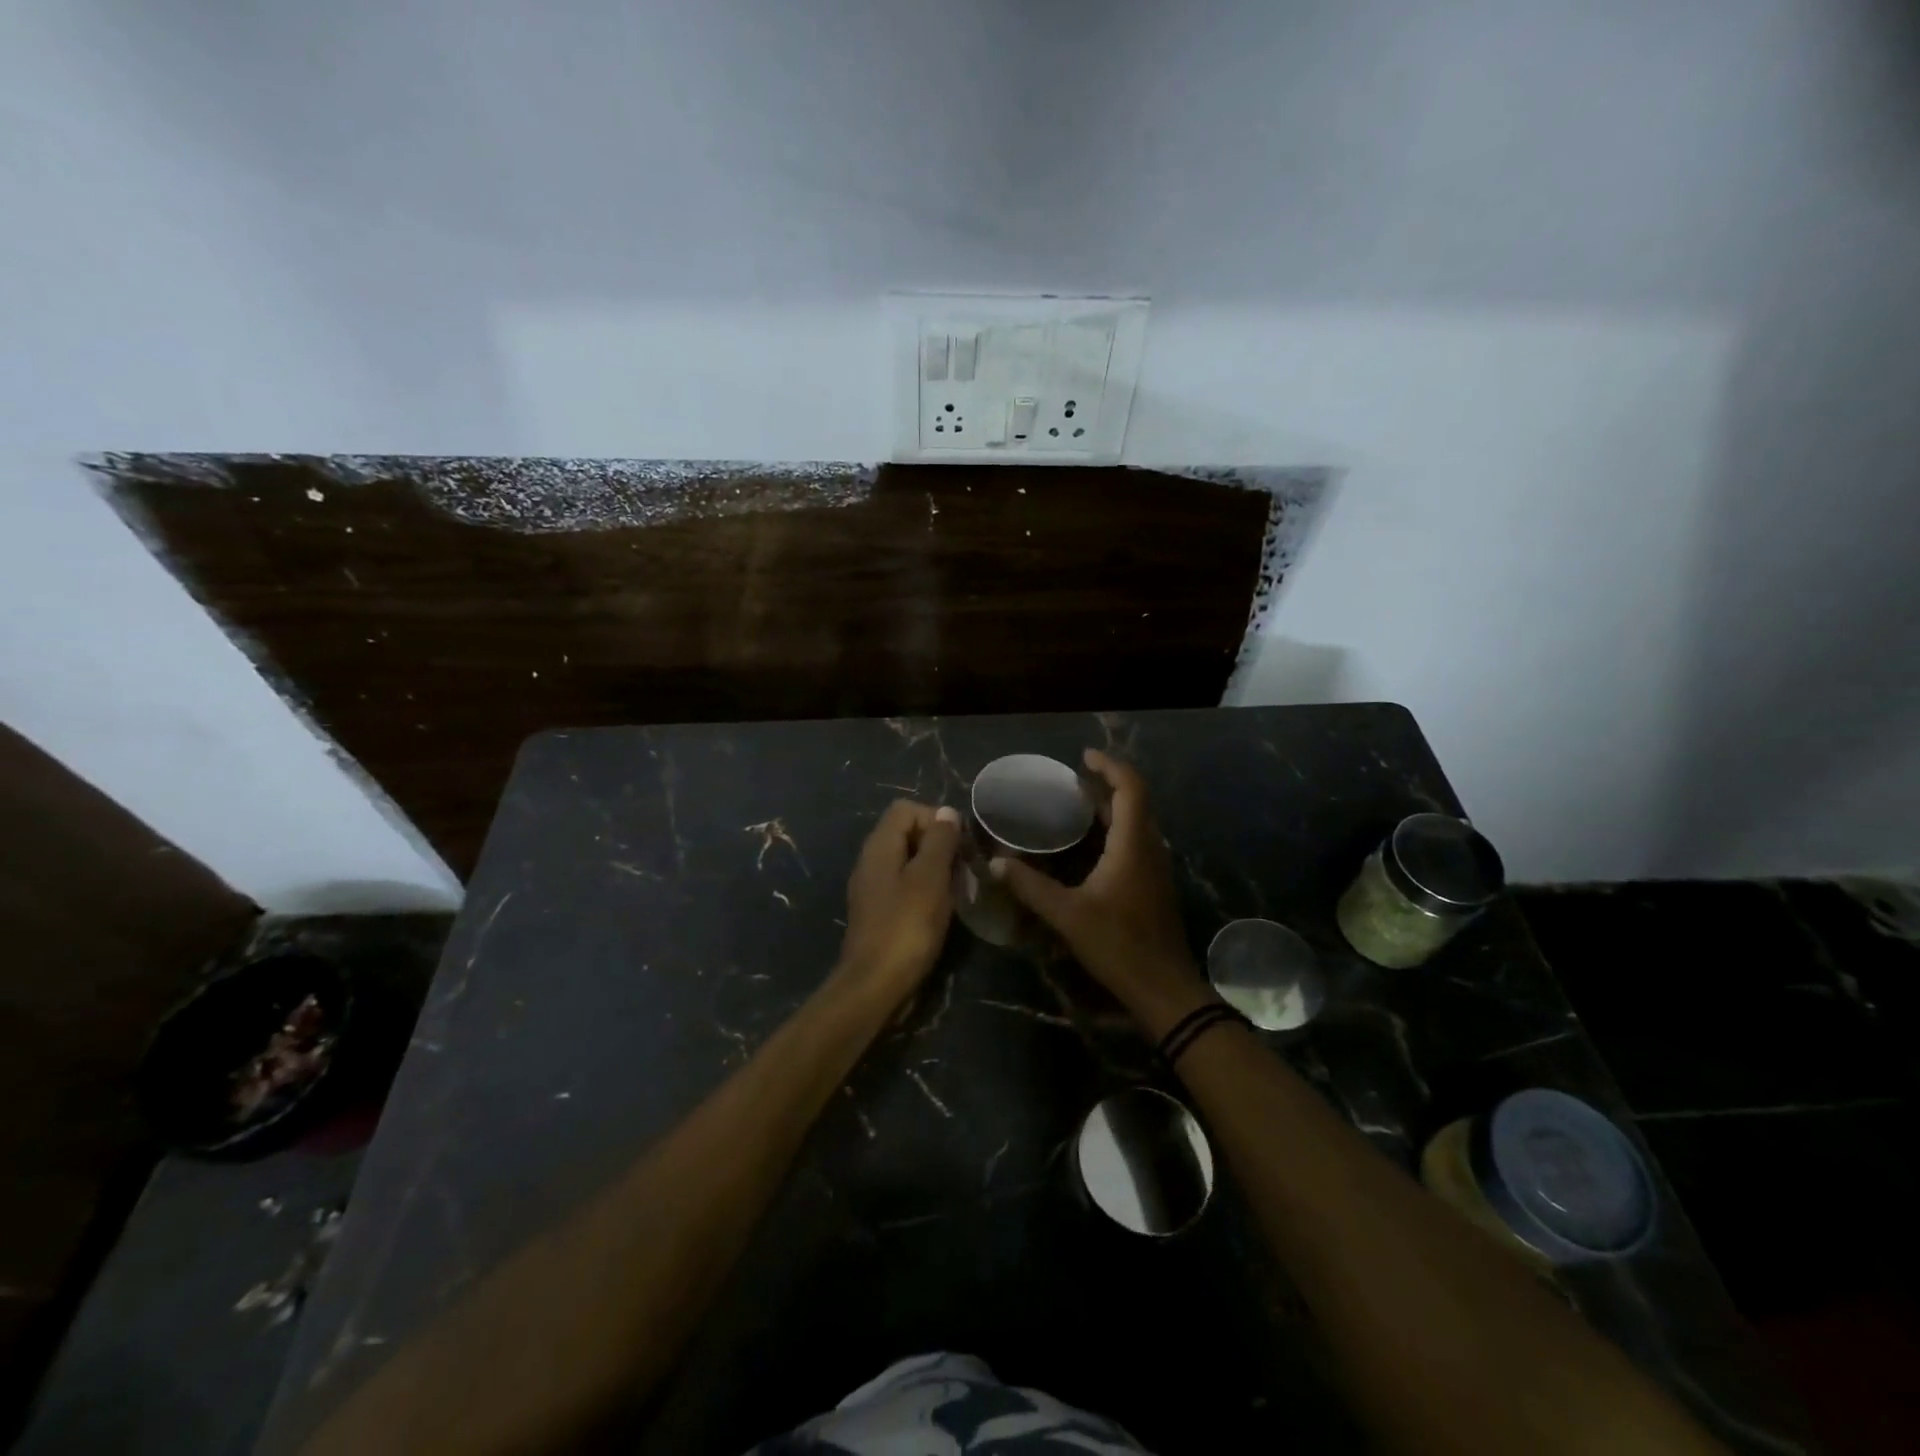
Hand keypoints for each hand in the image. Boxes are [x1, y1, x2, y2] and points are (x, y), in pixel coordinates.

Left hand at [837, 800, 962, 1002]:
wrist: (876, 985)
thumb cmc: (906, 927)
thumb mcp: (930, 878)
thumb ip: (939, 841)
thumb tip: (947, 813)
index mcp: (879, 846)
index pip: (906, 809)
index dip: (935, 818)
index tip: (958, 843)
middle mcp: (871, 861)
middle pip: (907, 833)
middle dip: (939, 844)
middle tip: (963, 868)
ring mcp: (873, 888)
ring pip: (909, 861)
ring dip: (935, 869)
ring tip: (957, 890)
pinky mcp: (879, 912)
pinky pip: (905, 886)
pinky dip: (926, 890)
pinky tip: (942, 910)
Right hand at [990, 750, 1211, 1037]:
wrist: (1164, 989)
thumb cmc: (1118, 945)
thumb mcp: (1067, 915)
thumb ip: (1030, 887)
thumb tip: (995, 864)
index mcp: (1133, 845)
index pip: (1130, 788)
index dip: (1109, 766)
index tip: (1083, 757)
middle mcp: (1150, 848)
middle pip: (1134, 802)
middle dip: (1106, 785)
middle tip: (1071, 782)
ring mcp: (1156, 867)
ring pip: (1137, 823)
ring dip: (1112, 808)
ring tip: (1077, 806)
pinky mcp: (1154, 885)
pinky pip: (1136, 842)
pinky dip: (1115, 830)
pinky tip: (1090, 847)